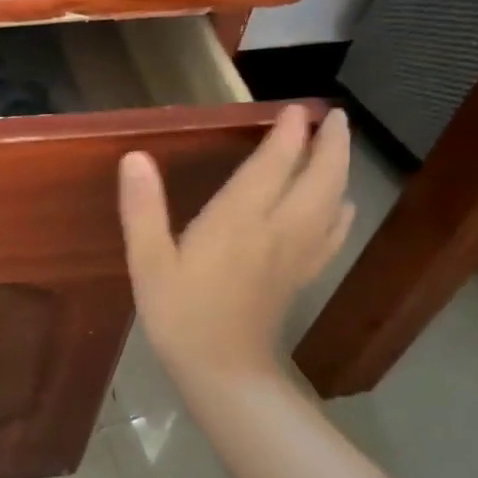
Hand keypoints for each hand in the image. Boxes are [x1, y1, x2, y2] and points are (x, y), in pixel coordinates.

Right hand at [118, 106, 353, 386]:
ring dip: (340, 169)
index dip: (287, 134)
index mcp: (239, 220)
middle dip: (329, 143)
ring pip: (332, 201)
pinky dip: (341, 210)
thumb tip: (135, 157)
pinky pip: (331, 234)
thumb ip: (143, 208)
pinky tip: (342, 206)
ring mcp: (296, 254)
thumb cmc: (178, 313)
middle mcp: (278, 229)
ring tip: (338, 147)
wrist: (221, 369)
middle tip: (333, 116)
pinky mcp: (300, 275)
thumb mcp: (147, 261)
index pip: (273, 165)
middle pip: (319, 177)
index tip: (296, 108)